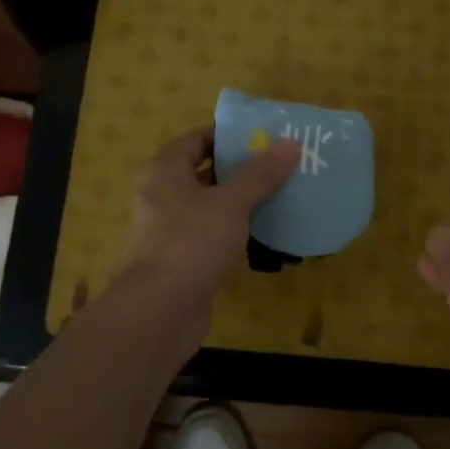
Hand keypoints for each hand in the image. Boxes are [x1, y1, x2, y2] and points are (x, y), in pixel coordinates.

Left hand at [110, 128, 298, 348]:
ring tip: (282, 194)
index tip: (266, 138)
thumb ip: (260, 173)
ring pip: (212, 205)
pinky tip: (266, 232)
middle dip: (243, 169)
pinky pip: (213, 234)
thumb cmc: (191, 243)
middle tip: (282, 165)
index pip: (198, 139)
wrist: (159, 312)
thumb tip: (290, 143)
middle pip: (206, 171)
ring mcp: (171, 229)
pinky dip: (236, 230)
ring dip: (242, 201)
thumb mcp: (231, 203)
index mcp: (165, 170)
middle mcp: (163, 194)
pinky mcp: (182, 258)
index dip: (230, 136)